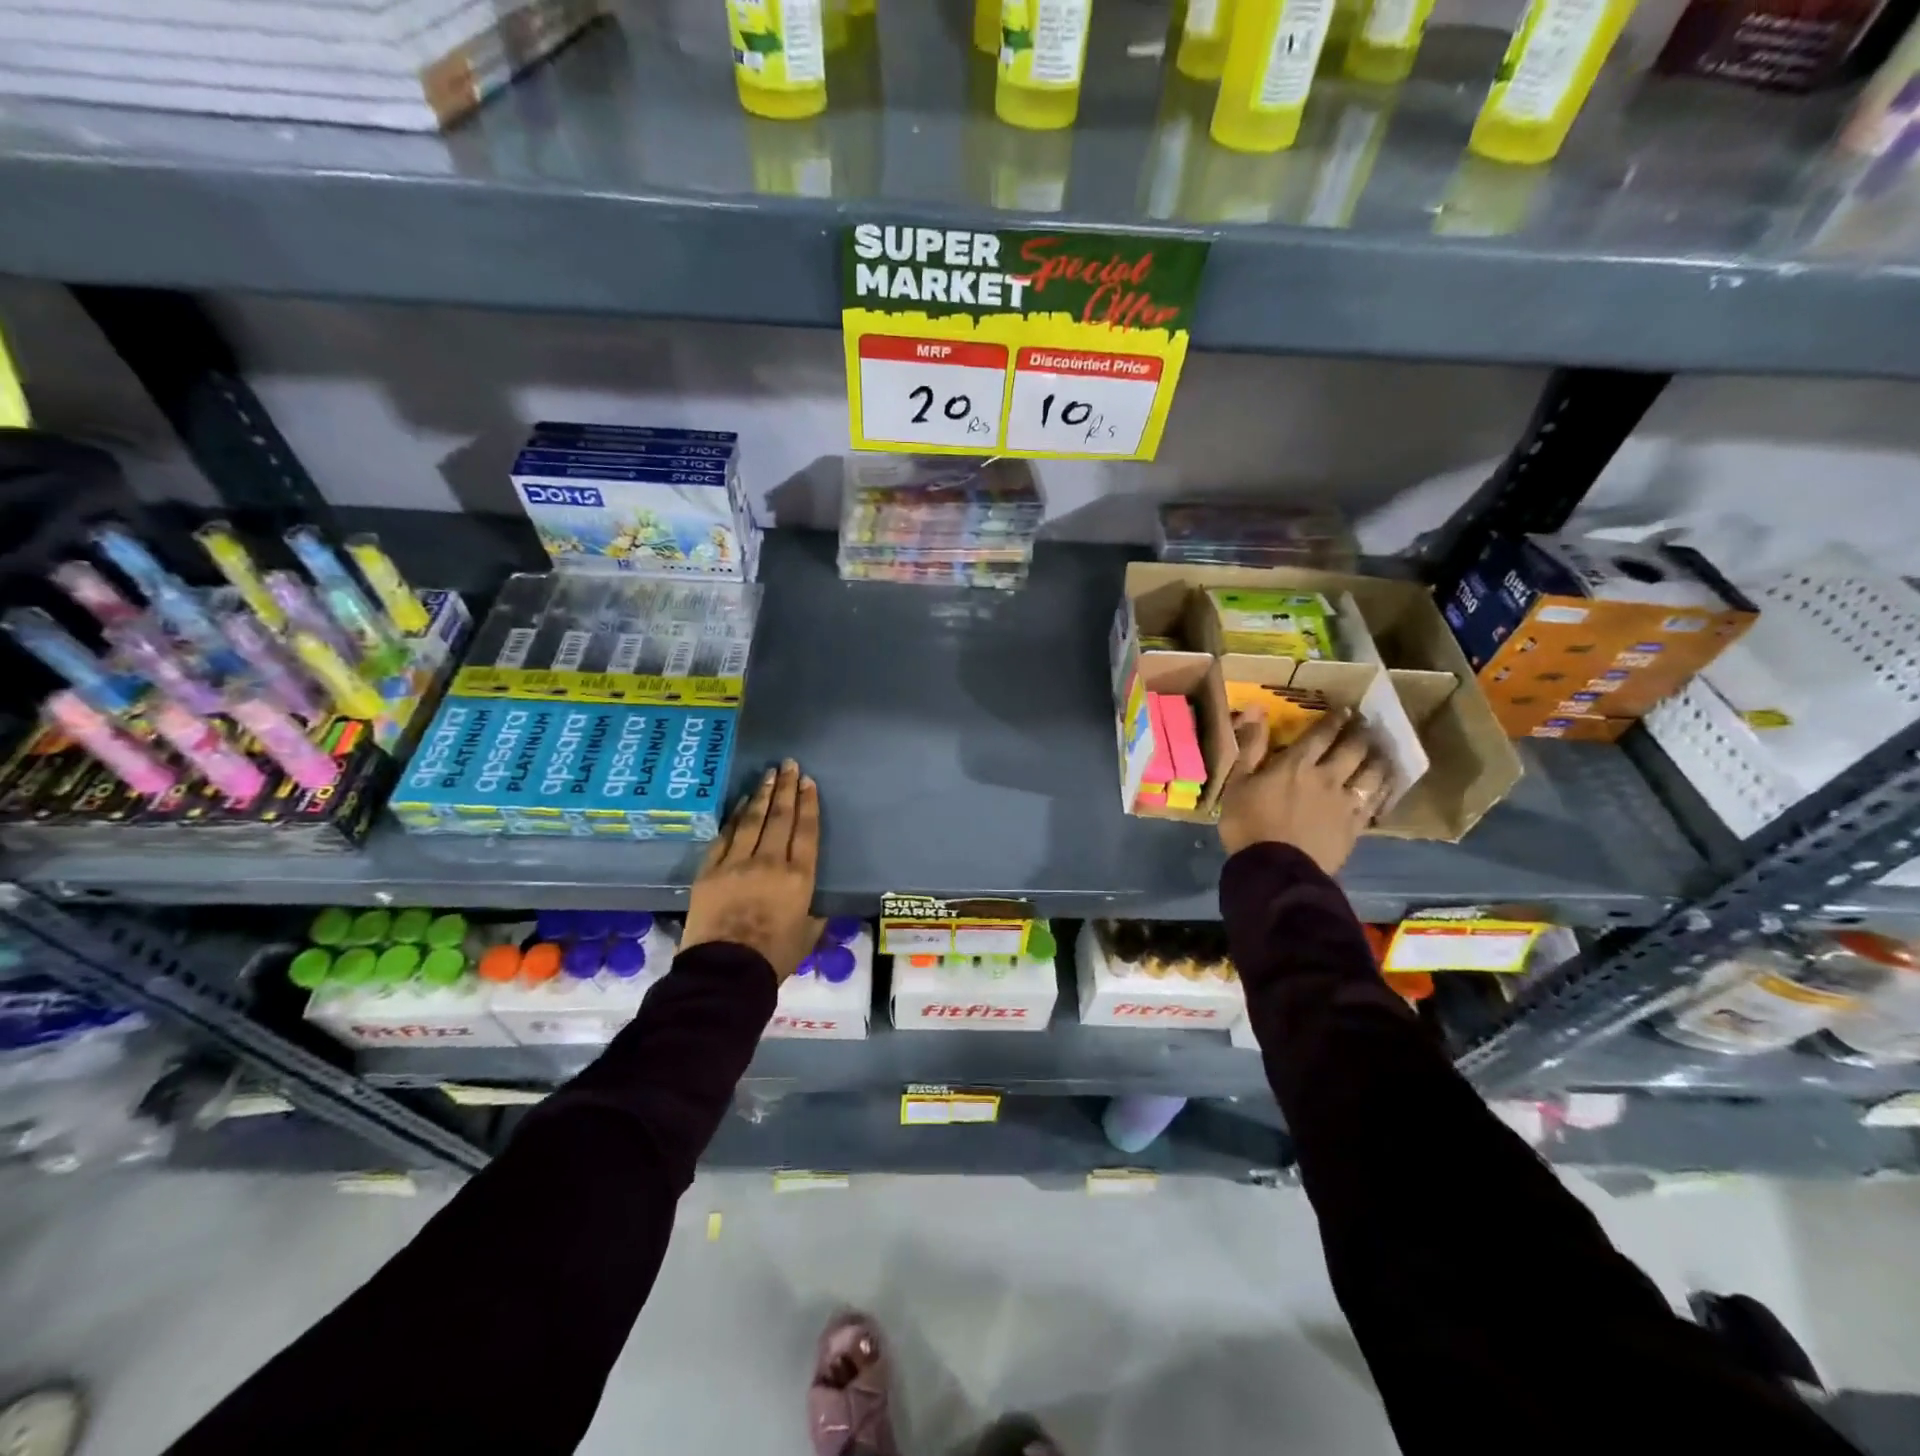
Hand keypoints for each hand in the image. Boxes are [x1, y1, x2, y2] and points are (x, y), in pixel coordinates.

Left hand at [682, 760, 823, 981]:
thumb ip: (814, 913)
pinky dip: (736, 816)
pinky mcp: (711, 869)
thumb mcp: (808, 935)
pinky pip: (726, 835)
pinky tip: (742, 802)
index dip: (808, 804)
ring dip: (762, 794)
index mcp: (799, 877)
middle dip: (787, 788)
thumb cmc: (774, 957)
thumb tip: (816, 903)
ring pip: (753, 819)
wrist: (726, 971)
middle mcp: (771, 862)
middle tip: (790, 765)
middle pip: (781, 817)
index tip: (808, 782)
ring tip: (770, 774)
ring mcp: (738, 863)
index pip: (807, 831)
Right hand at [1216, 707, 1390, 873]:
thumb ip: (1250, 747)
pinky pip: (1376, 802)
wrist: (1274, 869)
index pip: (1321, 734)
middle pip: (1353, 748)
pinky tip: (1386, 785)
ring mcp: (1345, 802)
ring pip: (1372, 773)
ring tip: (1380, 752)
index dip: (1335, 719)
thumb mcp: (1237, 783)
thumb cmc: (1247, 824)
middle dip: (1361, 733)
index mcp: (1296, 764)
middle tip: (1366, 725)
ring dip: (1378, 758)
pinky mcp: (1355, 826)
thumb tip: (1258, 709)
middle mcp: (1327, 777)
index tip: (1346, 709)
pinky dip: (1384, 789)